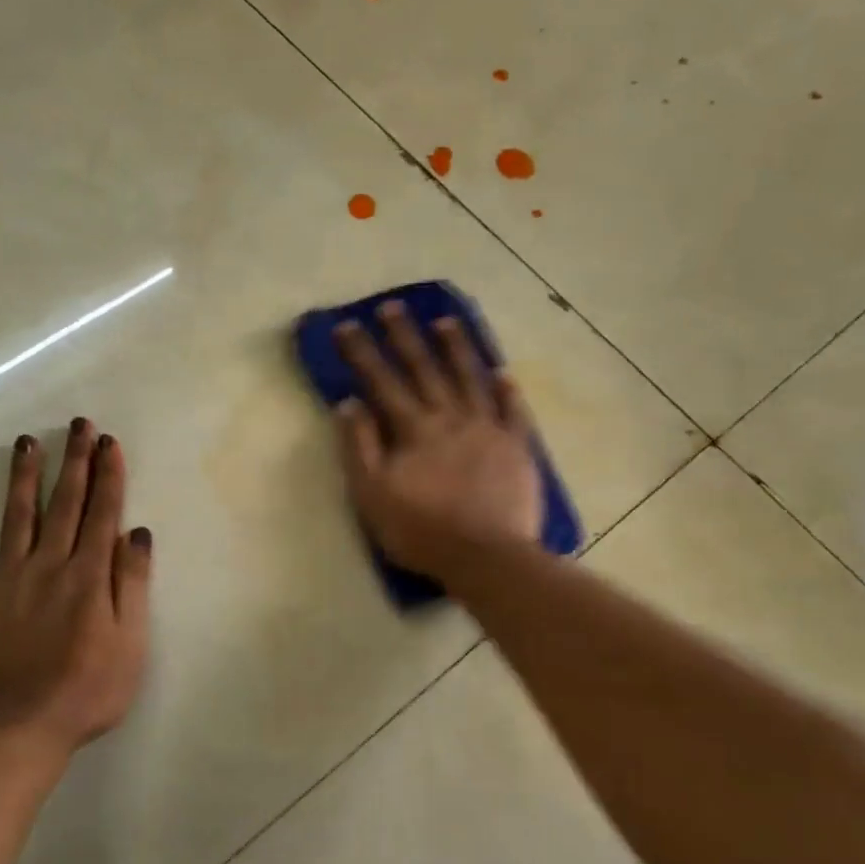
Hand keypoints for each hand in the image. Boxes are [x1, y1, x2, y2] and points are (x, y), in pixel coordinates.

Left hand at [0, 418, 152, 757]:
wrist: (20, 727)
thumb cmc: (89, 689)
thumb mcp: (131, 641)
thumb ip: (133, 584)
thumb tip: (137, 534)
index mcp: (89, 575)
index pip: (102, 513)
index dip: (107, 475)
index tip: (108, 442)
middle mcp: (48, 566)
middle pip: (63, 505)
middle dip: (73, 462)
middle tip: (76, 425)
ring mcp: (7, 582)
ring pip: (16, 519)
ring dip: (22, 479)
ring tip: (26, 443)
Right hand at [334, 302, 542, 580]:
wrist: (486, 557)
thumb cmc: (421, 531)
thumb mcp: (372, 495)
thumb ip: (359, 447)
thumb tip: (348, 404)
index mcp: (413, 429)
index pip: (382, 382)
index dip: (362, 353)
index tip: (347, 325)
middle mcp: (450, 418)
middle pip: (425, 369)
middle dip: (405, 336)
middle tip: (392, 306)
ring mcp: (488, 429)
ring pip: (470, 378)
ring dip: (457, 349)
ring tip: (447, 322)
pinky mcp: (517, 447)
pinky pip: (513, 410)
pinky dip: (507, 390)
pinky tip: (502, 372)